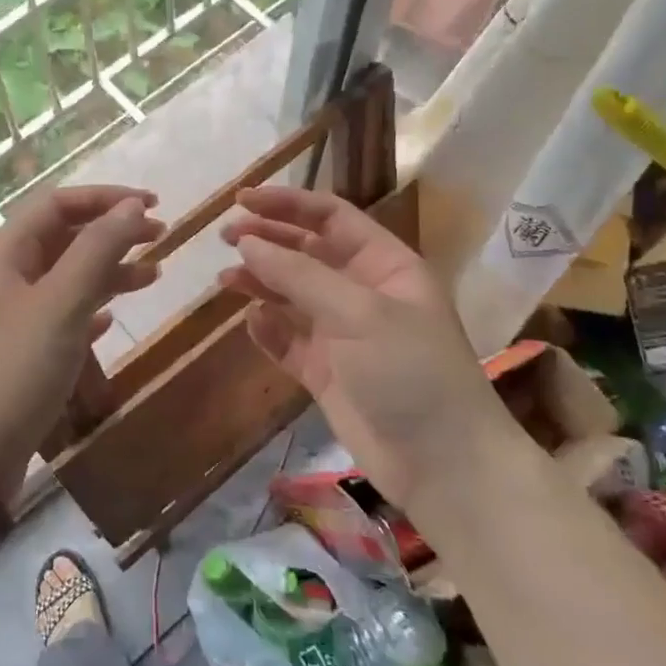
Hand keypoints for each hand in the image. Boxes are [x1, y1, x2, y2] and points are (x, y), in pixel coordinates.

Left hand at [0, 185, 162, 495]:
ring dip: (107, 272)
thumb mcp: (61, 303)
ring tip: (153, 278)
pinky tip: (110, 321)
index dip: (107, 198)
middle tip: (162, 237)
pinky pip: (59, 317)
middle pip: (63, 238)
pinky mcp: (16, 354)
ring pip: (65, 279)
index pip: (58, 204)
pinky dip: (88, 310)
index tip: (154, 205)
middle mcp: (3, 277)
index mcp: (5, 253)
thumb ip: (98, 250)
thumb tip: (131, 205)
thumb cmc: (14, 370)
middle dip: (112, 233)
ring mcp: (7, 317)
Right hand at [218, 185, 513, 505]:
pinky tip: (251, 322)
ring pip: (292, 295)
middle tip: (225, 237)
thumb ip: (299, 274)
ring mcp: (343, 333)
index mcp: (385, 265)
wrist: (441, 464)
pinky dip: (268, 329)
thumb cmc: (410, 371)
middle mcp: (362, 292)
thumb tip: (246, 242)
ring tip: (224, 280)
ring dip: (261, 283)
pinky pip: (288, 339)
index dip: (287, 204)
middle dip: (268, 241)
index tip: (241, 200)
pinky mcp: (325, 371)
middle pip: (307, 252)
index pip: (331, 218)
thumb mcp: (359, 312)